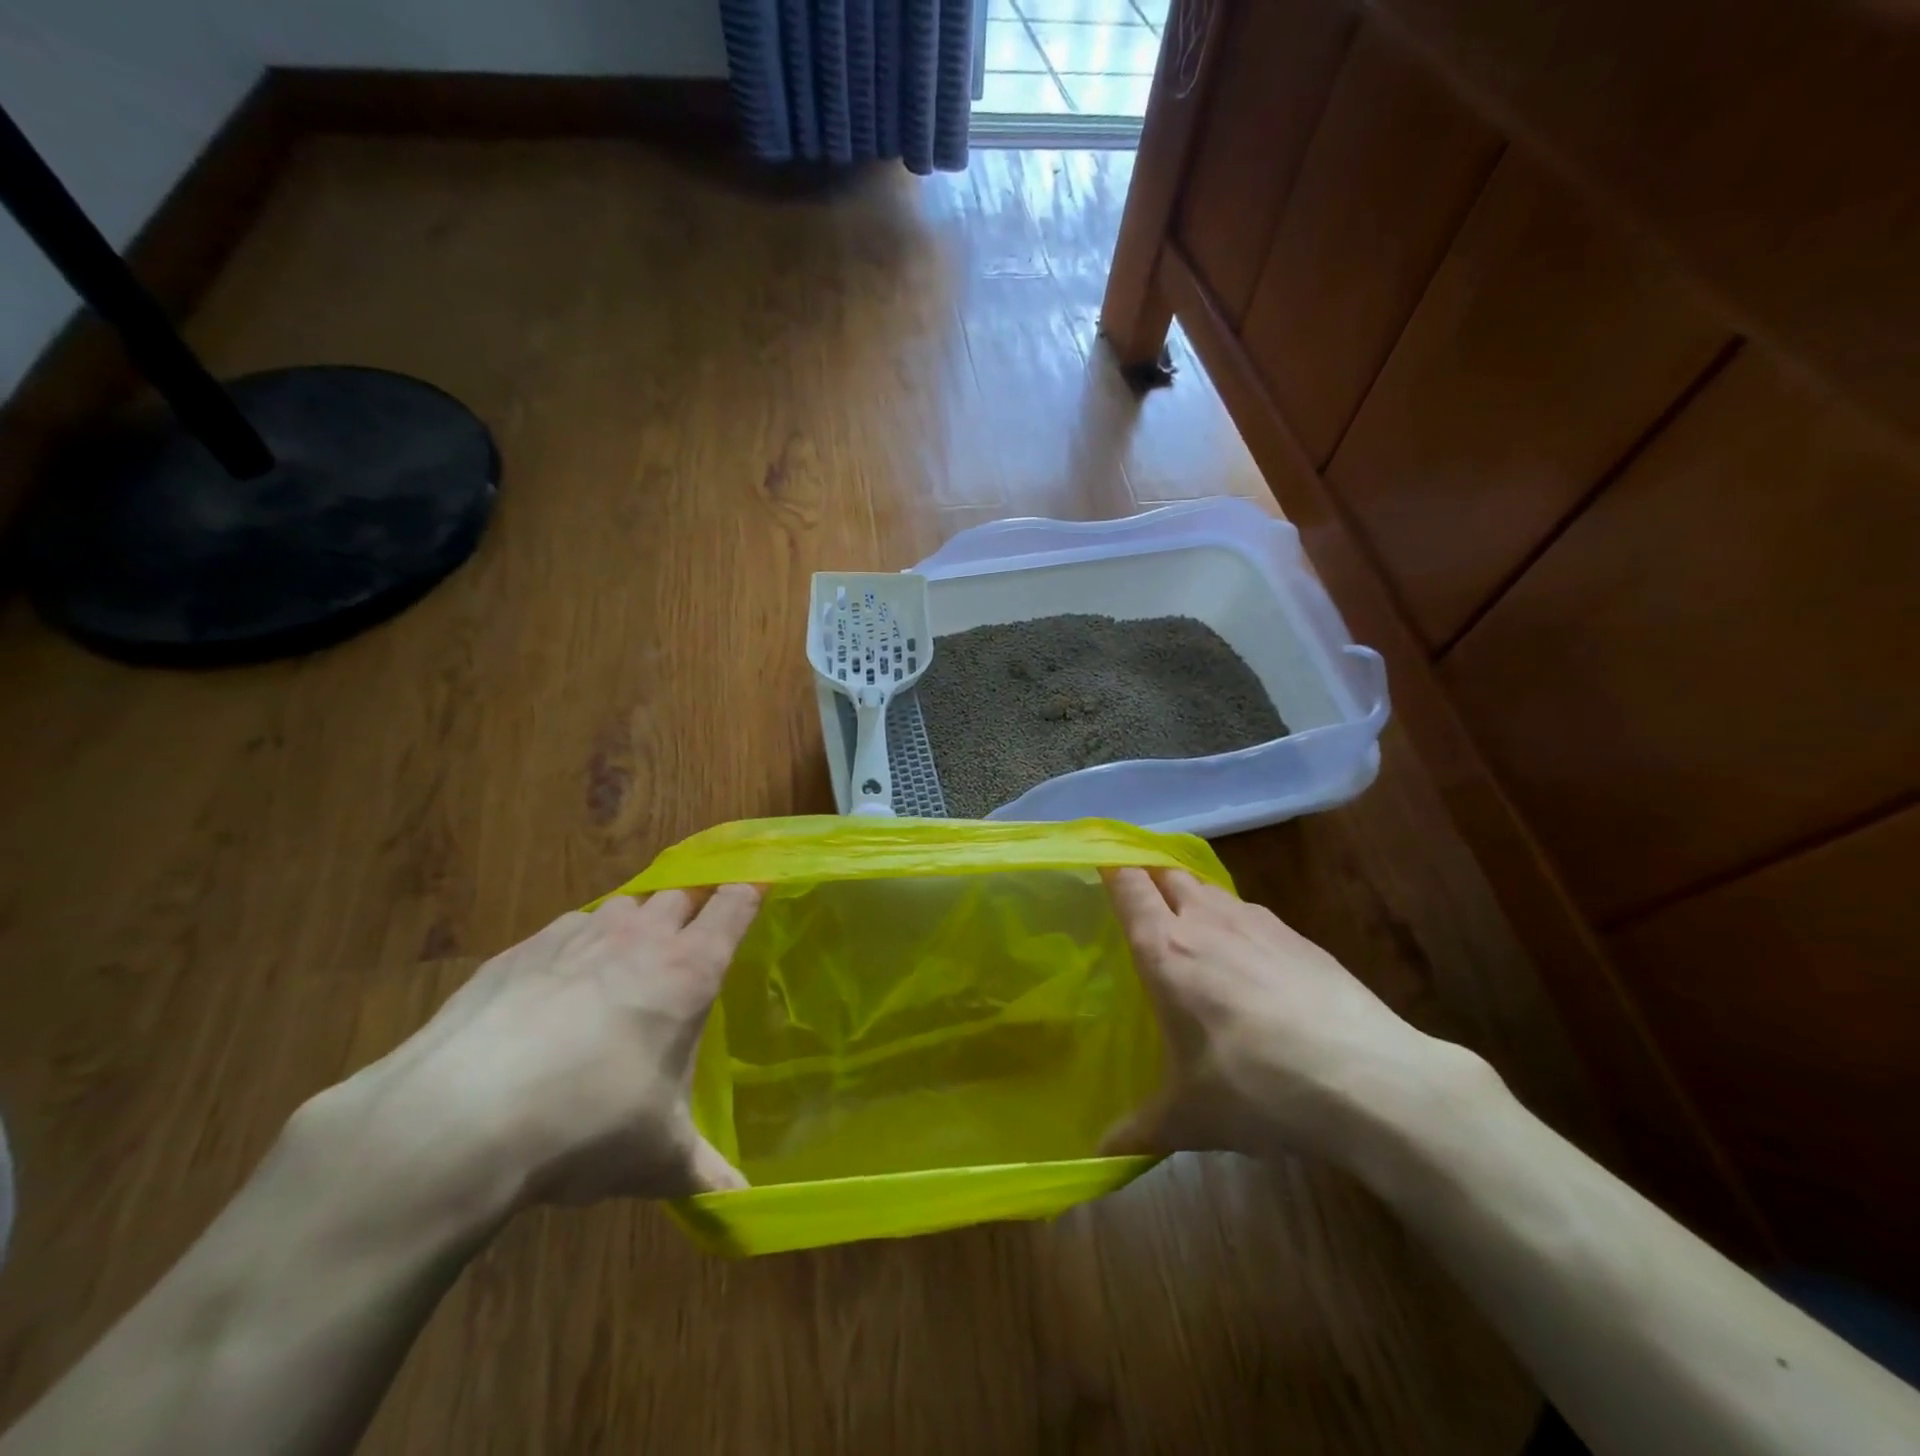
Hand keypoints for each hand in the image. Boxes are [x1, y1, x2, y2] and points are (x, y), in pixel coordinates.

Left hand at [317, 886, 760, 1210]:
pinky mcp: (520, 951)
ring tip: (633, 960)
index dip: (750, 892)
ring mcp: (576, 937)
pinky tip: (563, 984)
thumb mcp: (657, 1158)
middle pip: (681, 893)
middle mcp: (640, 938)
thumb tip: (743, 1206)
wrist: (456, 1120)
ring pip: (625, 905)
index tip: (760, 891)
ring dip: (638, 922)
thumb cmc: (586, 1126)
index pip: (734, 903)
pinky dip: (580, 943)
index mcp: (689, 970)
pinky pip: (568, 928)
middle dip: (694, 907)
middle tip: (696, 939)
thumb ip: (706, 1173)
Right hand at [1100, 868, 1486, 1167]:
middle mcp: (1207, 922)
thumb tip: (1097, 1157)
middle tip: (1138, 903)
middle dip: (1150, 878)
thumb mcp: (1189, 1118)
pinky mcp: (1299, 937)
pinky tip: (1247, 959)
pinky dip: (1235, 921)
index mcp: (1166, 950)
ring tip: (1189, 927)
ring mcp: (1257, 924)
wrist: (1367, 1078)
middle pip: (1168, 874)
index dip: (1111, 867)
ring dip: (1192, 896)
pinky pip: (1250, 913)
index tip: (1097, 864)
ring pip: (1210, 888)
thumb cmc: (1256, 1087)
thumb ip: (1137, 1130)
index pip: (1129, 886)